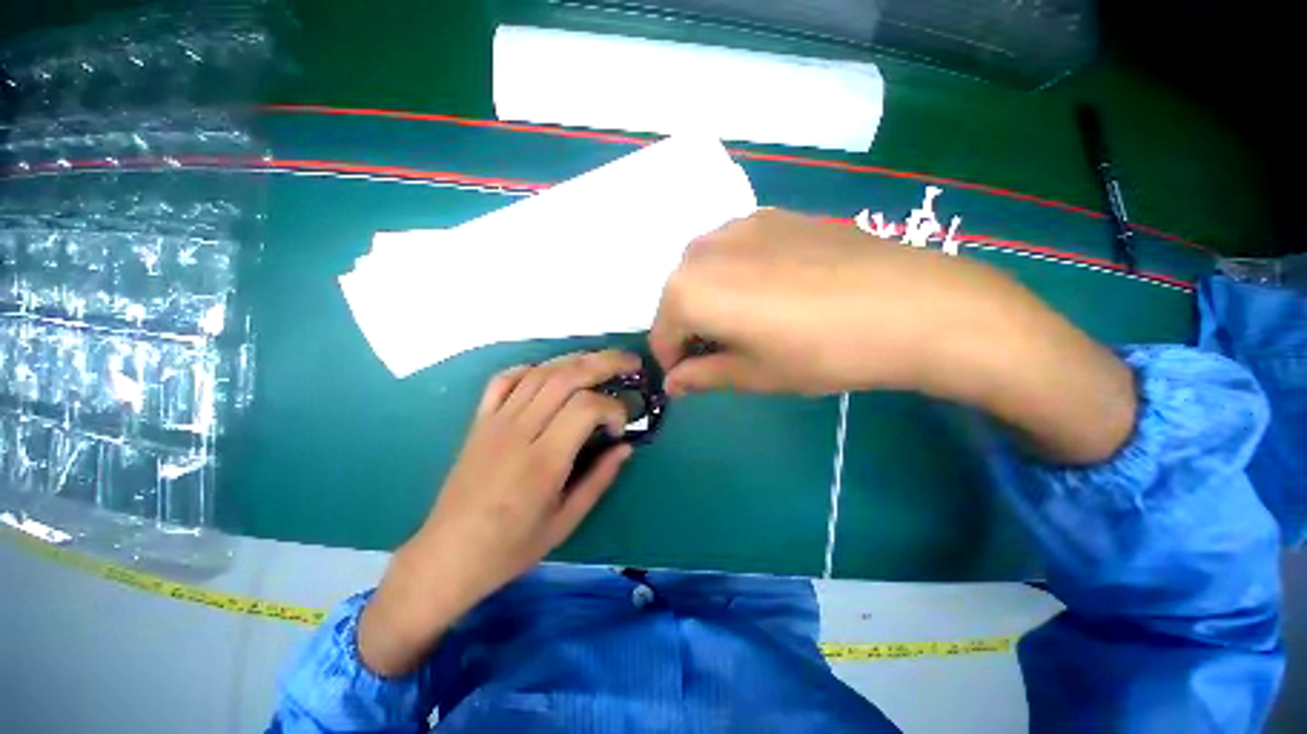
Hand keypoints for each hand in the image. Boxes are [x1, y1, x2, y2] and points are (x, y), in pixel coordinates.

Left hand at [358, 350, 639, 674]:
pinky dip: (532, 368)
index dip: (613, 408)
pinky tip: (550, 372)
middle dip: (605, 363)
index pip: (585, 407)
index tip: (620, 428)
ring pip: (540, 372)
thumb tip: (626, 447)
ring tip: (602, 360)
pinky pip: (505, 380)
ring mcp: (495, 422)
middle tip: (632, 363)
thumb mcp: (565, 522)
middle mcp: (518, 432)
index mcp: (542, 462)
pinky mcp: (479, 421)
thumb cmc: (510, 547)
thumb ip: (599, 479)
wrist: (447, 556)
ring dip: (576, 360)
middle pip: (566, 377)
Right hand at [649, 208, 1021, 396]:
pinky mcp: (773, 214)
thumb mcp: (754, 375)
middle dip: (690, 328)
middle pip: (678, 297)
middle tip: (724, 353)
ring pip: (703, 270)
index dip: (674, 361)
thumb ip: (703, 377)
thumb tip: (673, 384)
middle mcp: (702, 249)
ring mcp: (739, 224)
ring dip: (710, 299)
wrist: (911, 304)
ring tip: (749, 321)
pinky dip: (735, 274)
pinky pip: (734, 250)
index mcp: (689, 290)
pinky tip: (773, 290)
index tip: (693, 378)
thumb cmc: (822, 352)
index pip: (662, 333)